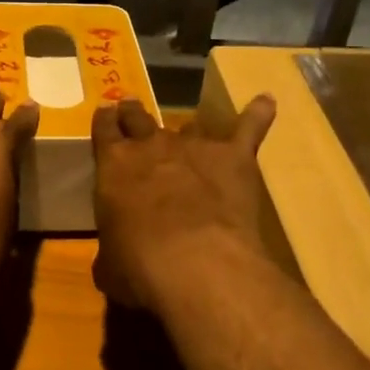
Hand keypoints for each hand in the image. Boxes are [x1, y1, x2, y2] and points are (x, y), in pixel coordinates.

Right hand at [91, 96, 277, 310]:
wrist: (197, 263)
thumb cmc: (140, 267)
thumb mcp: (109, 266)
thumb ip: (111, 250)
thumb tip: (115, 257)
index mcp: (114, 166)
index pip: (105, 129)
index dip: (105, 121)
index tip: (106, 114)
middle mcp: (152, 146)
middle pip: (139, 117)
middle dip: (134, 114)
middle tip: (132, 110)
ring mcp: (195, 147)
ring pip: (189, 125)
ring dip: (187, 130)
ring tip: (190, 130)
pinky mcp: (234, 156)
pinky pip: (249, 128)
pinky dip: (257, 114)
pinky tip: (265, 102)